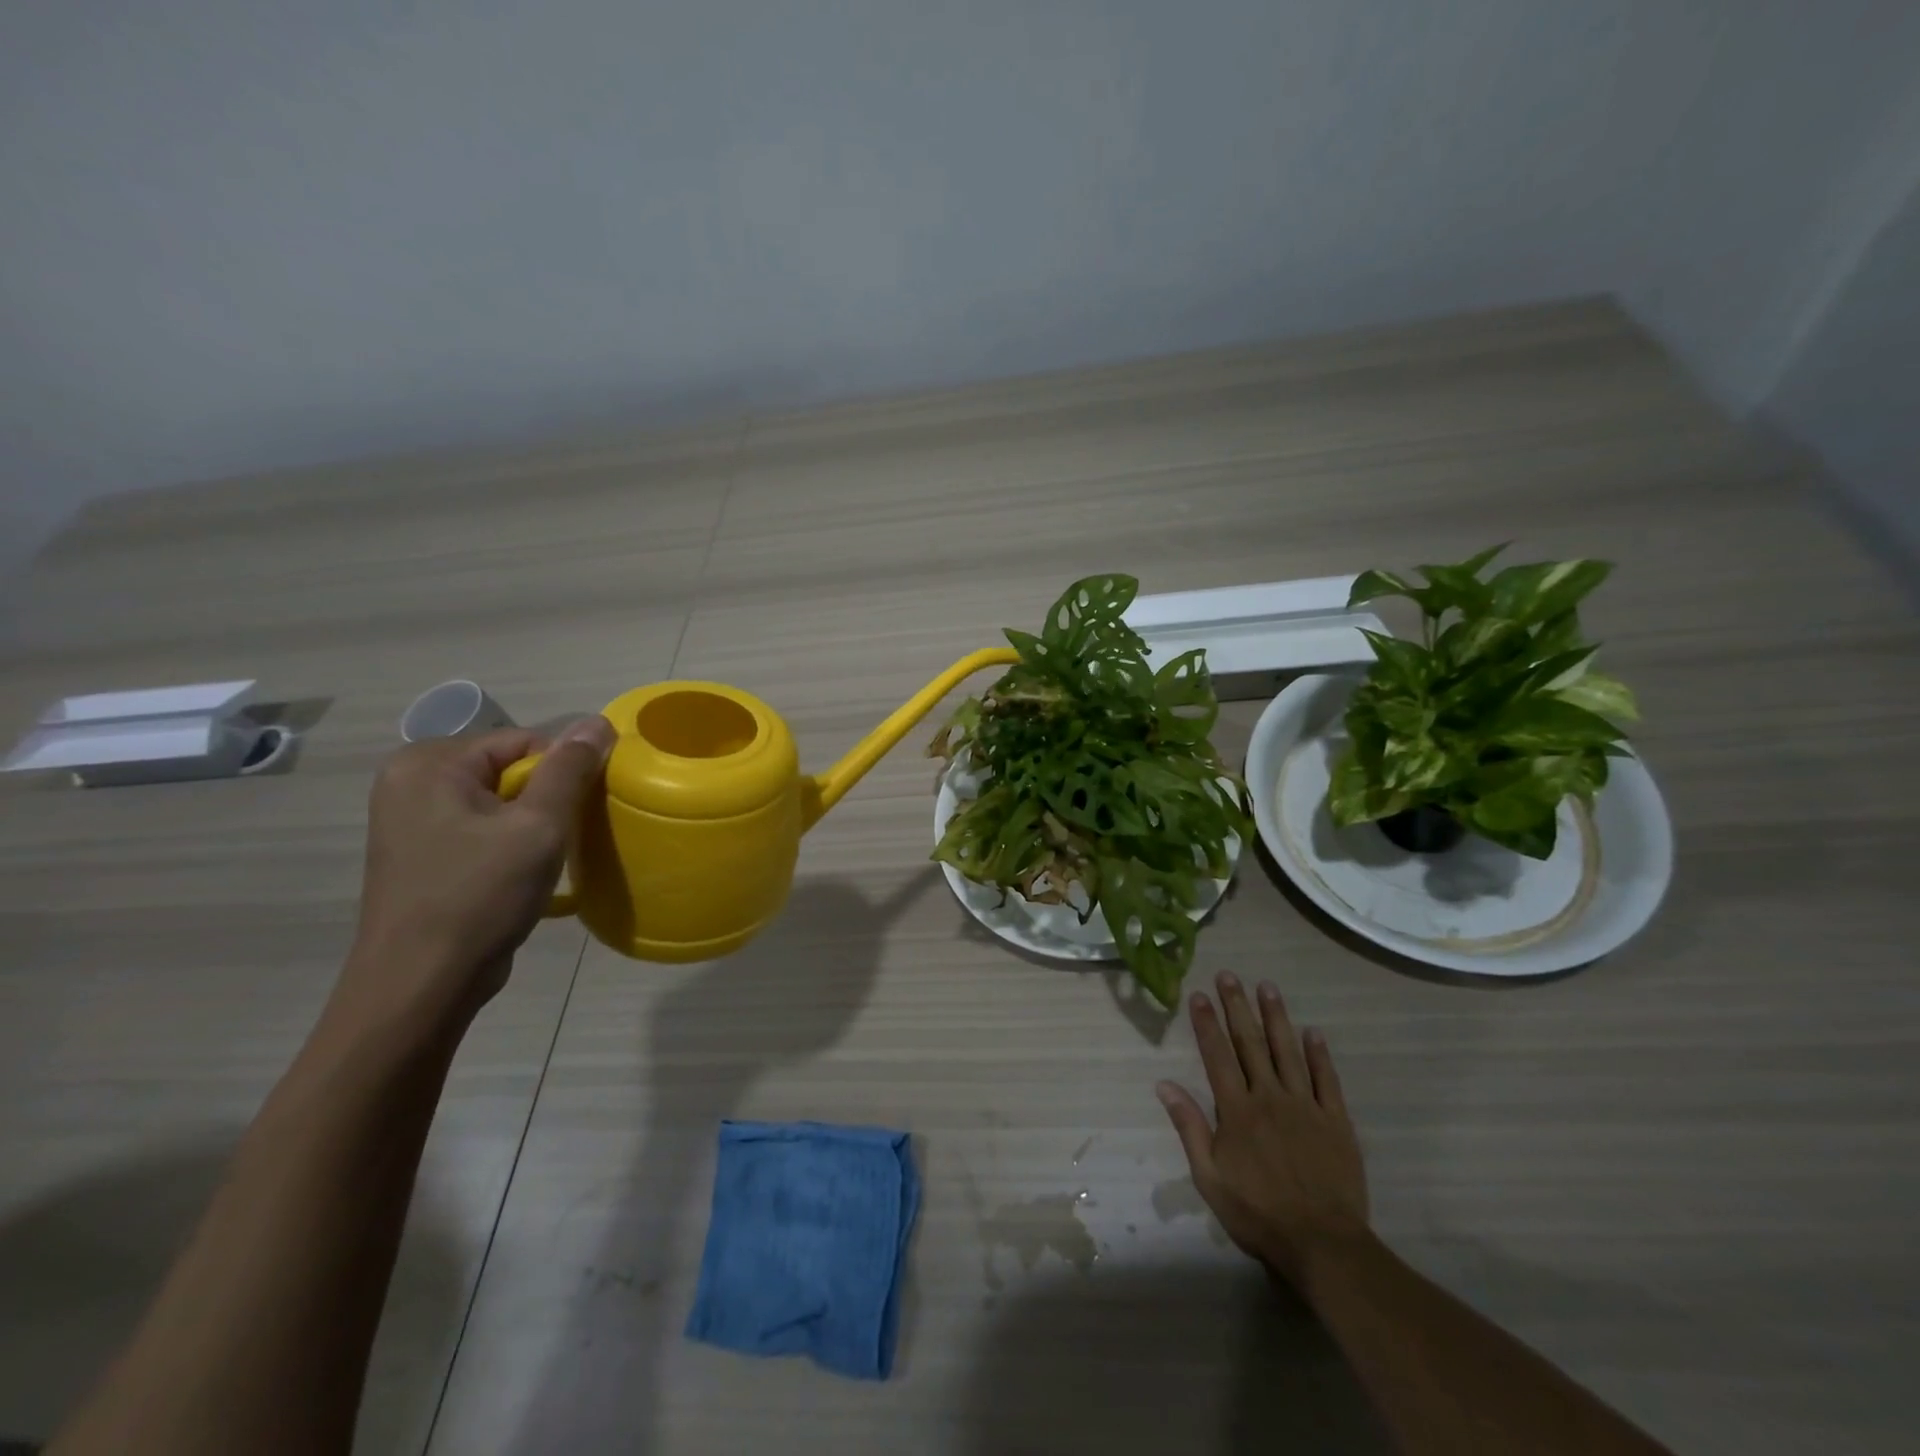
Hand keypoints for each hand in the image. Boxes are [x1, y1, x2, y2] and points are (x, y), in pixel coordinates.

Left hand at [338, 717, 615, 1030]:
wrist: (420, 986)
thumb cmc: (478, 897)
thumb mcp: (538, 827)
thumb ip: (570, 769)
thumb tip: (598, 721)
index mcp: (428, 764)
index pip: (523, 742)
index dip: (562, 772)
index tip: (579, 812)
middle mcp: (411, 782)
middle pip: (509, 769)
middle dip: (547, 799)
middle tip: (561, 839)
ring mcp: (411, 820)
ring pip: (500, 801)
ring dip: (533, 824)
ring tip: (544, 860)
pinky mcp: (421, 853)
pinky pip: (482, 828)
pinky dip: (511, 843)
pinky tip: (521, 875)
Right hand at [1157, 972, 1369, 1284]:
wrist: (1324, 1245)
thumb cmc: (1258, 1213)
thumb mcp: (1209, 1178)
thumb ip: (1189, 1127)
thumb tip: (1164, 1084)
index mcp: (1237, 1110)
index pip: (1218, 1055)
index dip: (1207, 1023)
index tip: (1199, 994)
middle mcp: (1269, 1097)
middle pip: (1250, 1043)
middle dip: (1237, 1006)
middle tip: (1229, 975)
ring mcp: (1306, 1106)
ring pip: (1288, 1051)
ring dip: (1276, 1017)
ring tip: (1267, 987)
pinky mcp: (1336, 1121)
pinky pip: (1326, 1080)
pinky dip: (1319, 1054)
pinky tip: (1313, 1032)